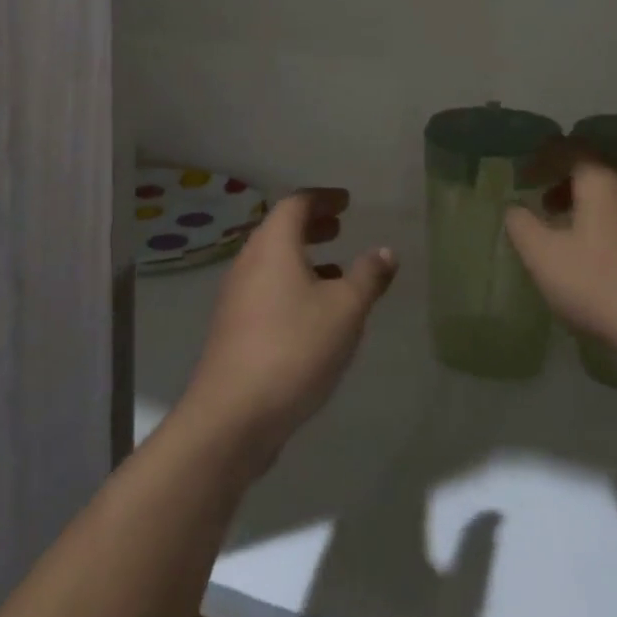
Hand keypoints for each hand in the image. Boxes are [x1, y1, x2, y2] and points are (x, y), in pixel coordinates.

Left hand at [181, 188, 397, 471]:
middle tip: (340, 226)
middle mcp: (249, 262)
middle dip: (312, 225)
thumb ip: (368, 276)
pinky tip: (314, 314)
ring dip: (303, 258)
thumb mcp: (345, 310)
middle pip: (280, 230)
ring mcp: (237, 297)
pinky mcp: (233, 329)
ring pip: (273, 262)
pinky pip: (266, 290)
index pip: (296, 203)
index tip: (346, 202)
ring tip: (336, 270)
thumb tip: (385, 251)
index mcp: (273, 245)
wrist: (231, 418)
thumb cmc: (293, 348)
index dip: (323, 198)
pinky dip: (292, 285)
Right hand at [504, 139, 616, 363]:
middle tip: (540, 196)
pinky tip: (588, 254)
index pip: (570, 148)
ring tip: (559, 226)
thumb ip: (522, 226)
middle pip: (594, 167)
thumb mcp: (544, 256)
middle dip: (563, 176)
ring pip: (611, 194)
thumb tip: (515, 209)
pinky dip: (599, 222)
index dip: (543, 157)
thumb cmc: (600, 284)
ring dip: (582, 201)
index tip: (523, 177)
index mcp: (602, 181)